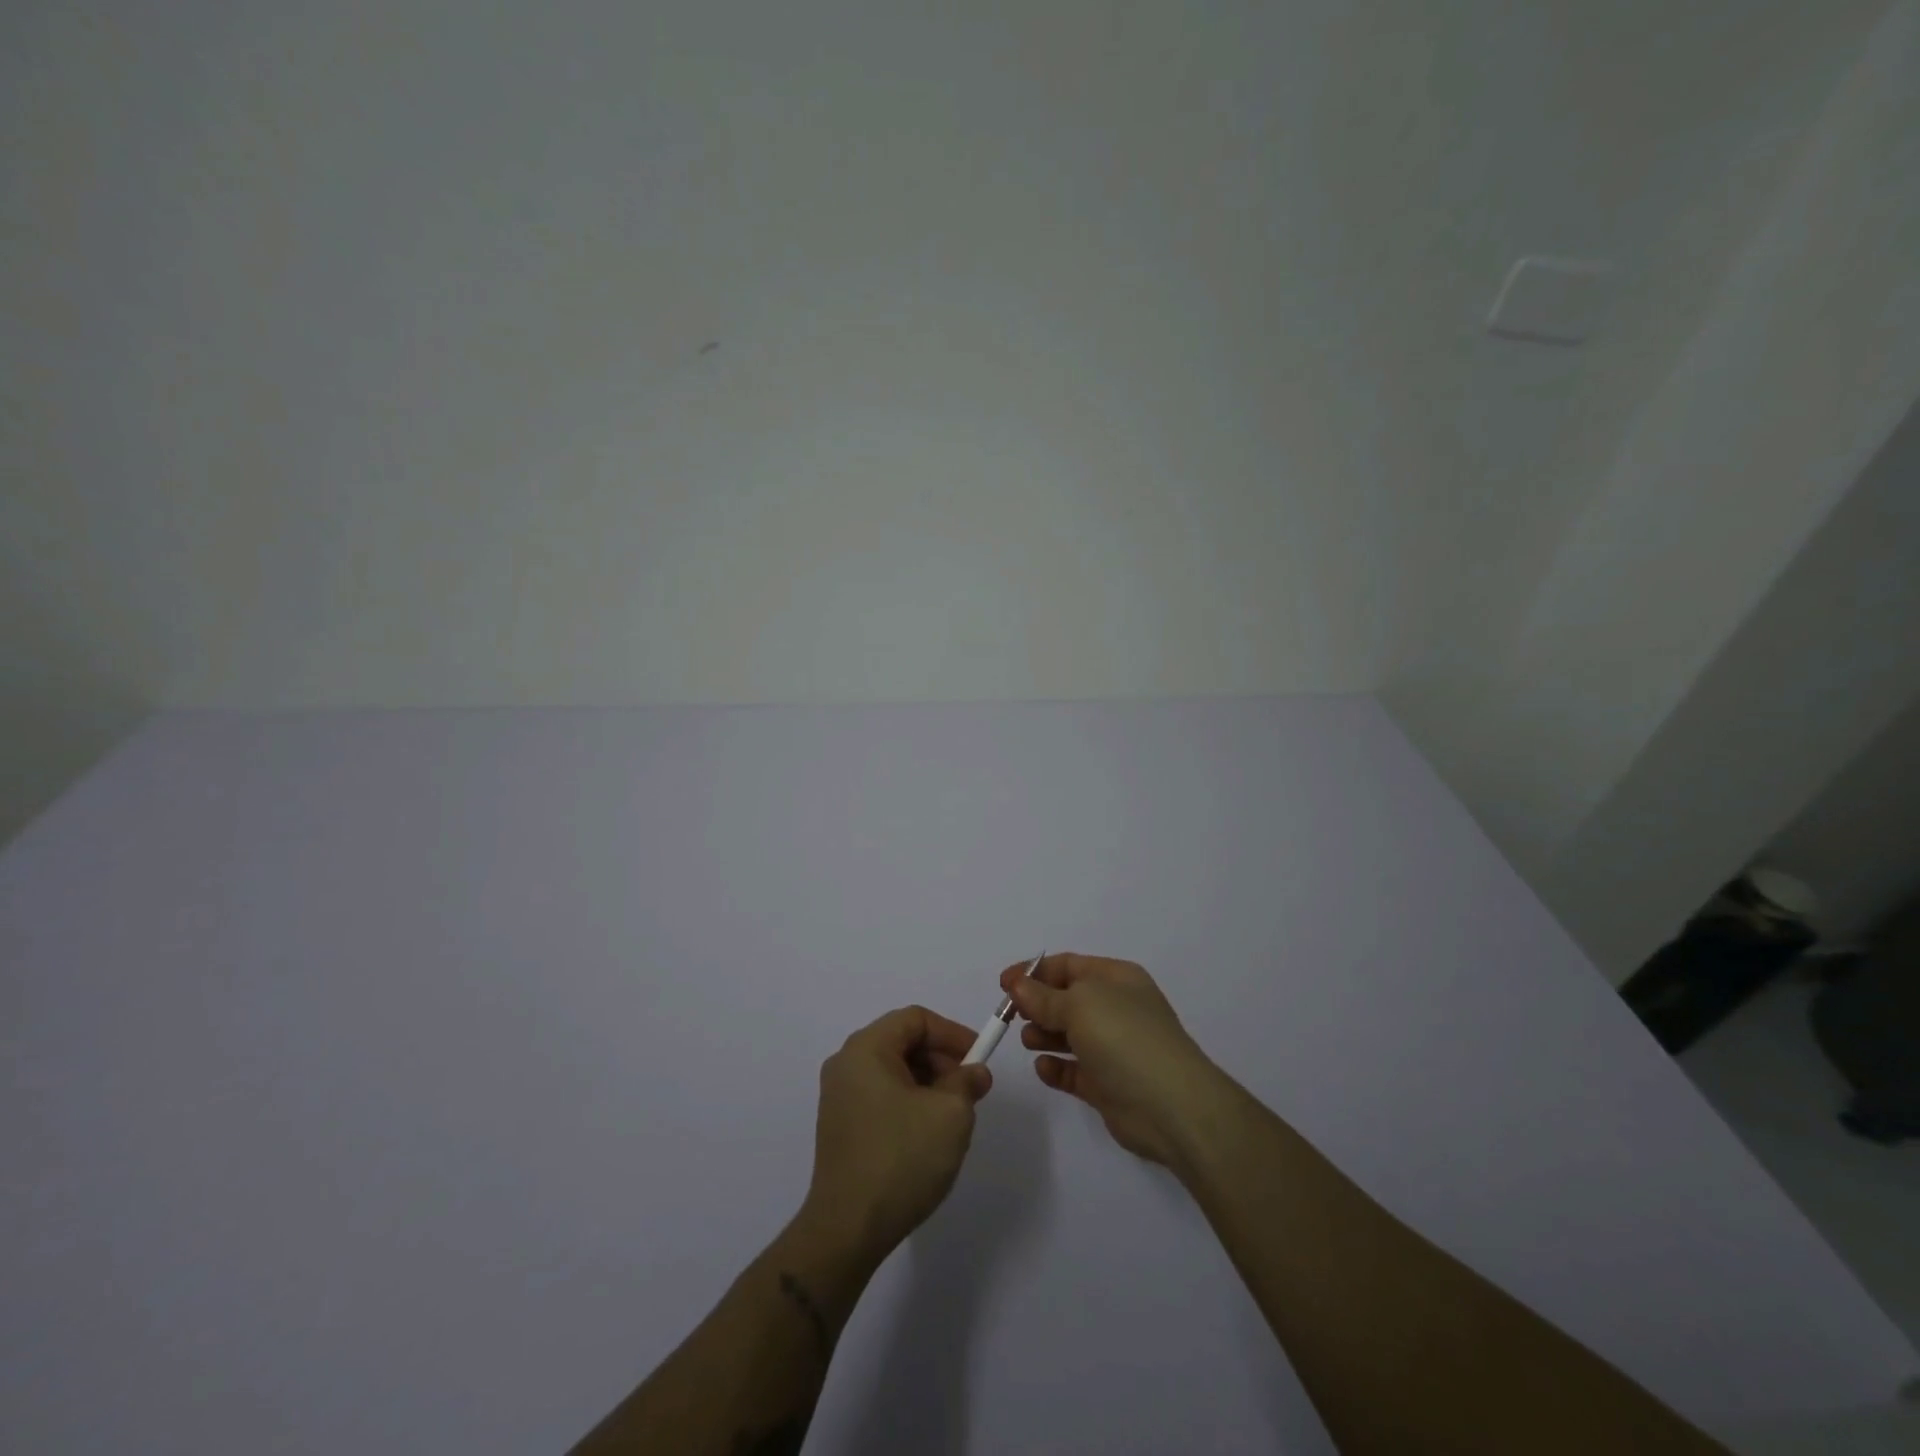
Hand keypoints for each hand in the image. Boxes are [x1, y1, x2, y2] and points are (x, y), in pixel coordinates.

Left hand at [799, 1006, 992, 1265]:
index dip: (952, 1033)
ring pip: (893, 1071)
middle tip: (969, 1090)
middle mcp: (846, 1063)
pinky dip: (908, 1102)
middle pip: (902, 1042)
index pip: (916, 1019)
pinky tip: (926, 1135)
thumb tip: (974, 1073)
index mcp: (866, 1049)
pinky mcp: (839, 1126)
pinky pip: (881, 1096)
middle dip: (941, 1060)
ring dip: (927, 1084)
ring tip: (952, 1117)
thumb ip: (967, 1083)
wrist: (847, 1230)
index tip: (978, 1059)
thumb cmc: (901, 1159)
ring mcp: (838, 1096)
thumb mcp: (950, 1114)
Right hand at [1002, 953, 1222, 1165]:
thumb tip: (1018, 986)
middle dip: (1037, 1004)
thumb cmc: (1125, 1038)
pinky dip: (1056, 1067)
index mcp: (1116, 979)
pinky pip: (1074, 1070)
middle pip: (1066, 999)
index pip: (1069, 966)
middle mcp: (1116, 1008)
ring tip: (1029, 1041)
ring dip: (1044, 1035)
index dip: (1034, 972)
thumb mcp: (1080, 1005)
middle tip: (1012, 1015)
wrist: (1171, 1106)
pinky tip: (1044, 1068)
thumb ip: (1044, 997)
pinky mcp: (1107, 1084)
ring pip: (1068, 1034)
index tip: (1003, 984)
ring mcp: (1113, 1048)